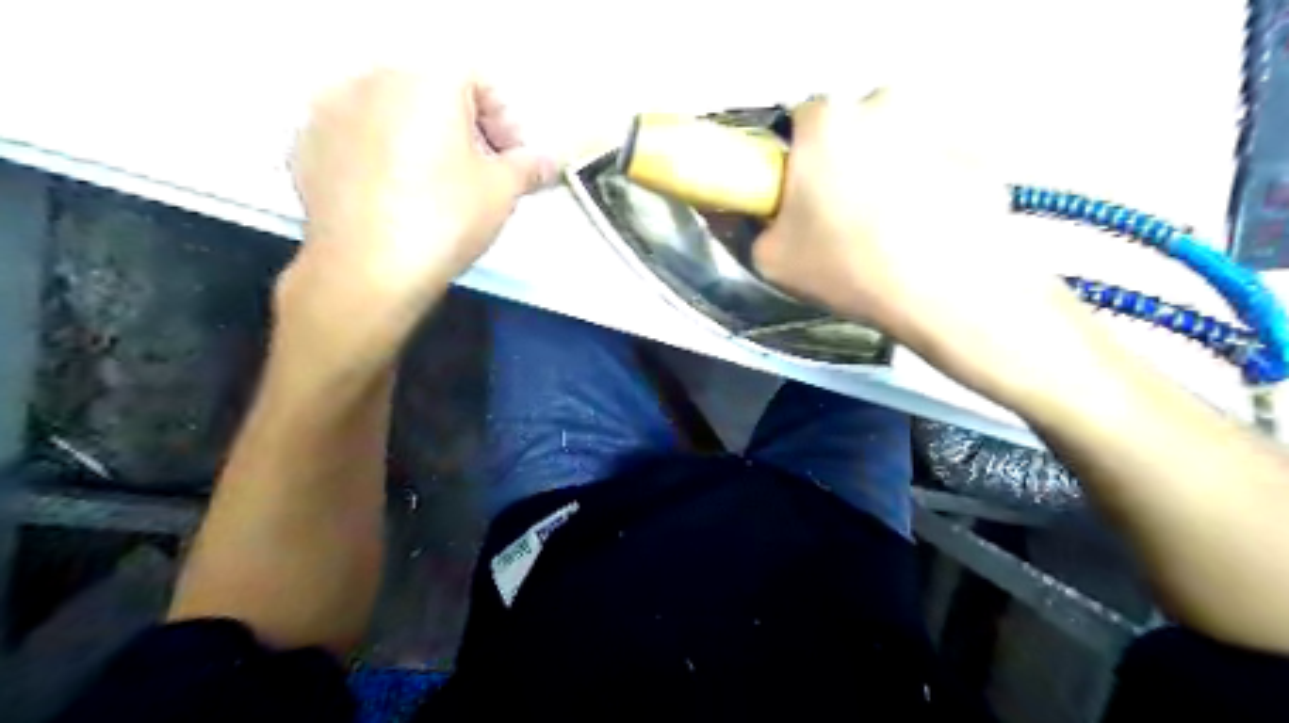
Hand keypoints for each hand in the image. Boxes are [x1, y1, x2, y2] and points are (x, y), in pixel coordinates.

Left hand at [289, 68, 557, 312]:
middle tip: (480, 175)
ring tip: (435, 188)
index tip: (512, 161)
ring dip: (421, 140)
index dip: (505, 121)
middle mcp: (371, 79)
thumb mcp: (502, 192)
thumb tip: (547, 162)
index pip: (479, 82)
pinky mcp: (305, 146)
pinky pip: (356, 138)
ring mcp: (328, 110)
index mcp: (426, 79)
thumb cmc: (444, 219)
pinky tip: (394, 197)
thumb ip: (529, 167)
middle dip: (464, 129)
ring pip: (391, 114)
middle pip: (432, 93)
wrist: (367, 269)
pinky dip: (381, 156)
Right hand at [758, 90, 1096, 400]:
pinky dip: (930, 184)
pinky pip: (939, 161)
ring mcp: (937, 123)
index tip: (804, 193)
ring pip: (899, 140)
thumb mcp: (771, 260)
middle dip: (846, 160)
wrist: (945, 294)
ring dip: (890, 168)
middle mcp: (883, 103)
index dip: (798, 158)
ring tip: (893, 225)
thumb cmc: (848, 269)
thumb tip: (759, 213)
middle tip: (846, 214)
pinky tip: (928, 227)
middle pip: (853, 126)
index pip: (799, 121)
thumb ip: (755, 226)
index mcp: (826, 122)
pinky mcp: (978, 151)